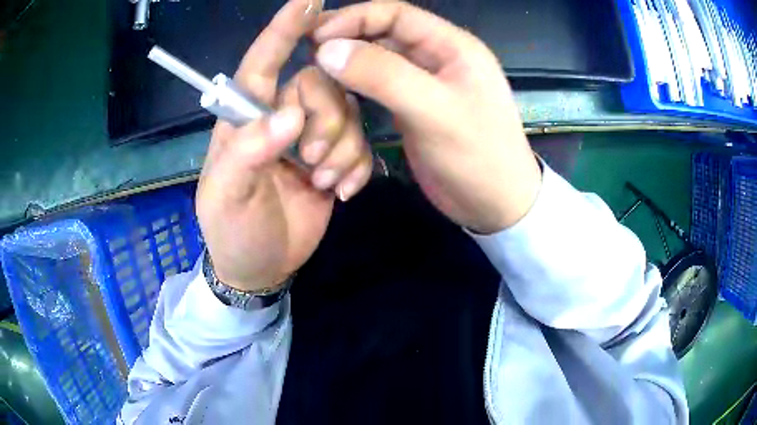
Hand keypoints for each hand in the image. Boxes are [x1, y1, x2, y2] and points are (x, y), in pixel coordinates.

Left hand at [196, 0, 371, 291]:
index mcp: (245, 119)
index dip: (282, 31)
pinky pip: (359, 145)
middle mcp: (278, 117)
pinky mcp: (333, 160)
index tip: (307, 1)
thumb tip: (289, 117)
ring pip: (346, 113)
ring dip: (342, 149)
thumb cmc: (233, 231)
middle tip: (313, 162)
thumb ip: (248, 153)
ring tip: (324, 183)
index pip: (261, 63)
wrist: (261, 267)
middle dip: (326, 120)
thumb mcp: (228, 197)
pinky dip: (356, 167)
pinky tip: (342, 192)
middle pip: (319, 85)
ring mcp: (309, 138)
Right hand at [313, 1, 541, 233]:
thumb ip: (382, 75)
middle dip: (345, 42)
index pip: (395, 14)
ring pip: (377, 62)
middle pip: (382, 35)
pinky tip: (335, 98)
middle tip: (307, 57)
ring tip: (315, 79)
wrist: (496, 205)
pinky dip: (355, 91)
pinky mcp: (413, 107)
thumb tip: (326, 49)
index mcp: (452, 45)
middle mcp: (436, 57)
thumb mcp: (434, 111)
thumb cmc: (478, 156)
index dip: (352, 18)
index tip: (314, 37)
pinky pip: (377, 88)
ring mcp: (424, 83)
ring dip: (348, 69)